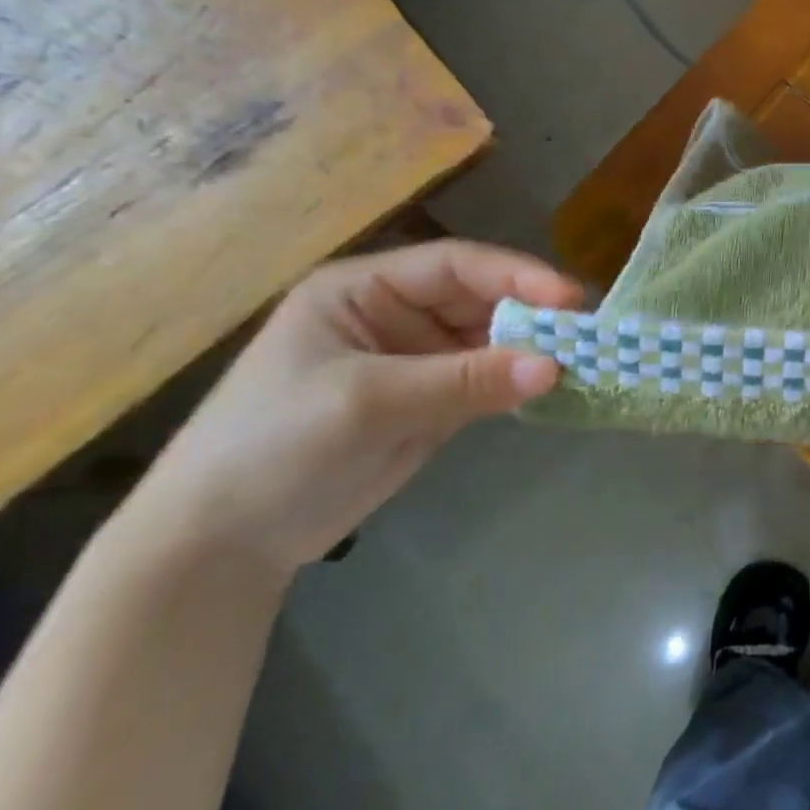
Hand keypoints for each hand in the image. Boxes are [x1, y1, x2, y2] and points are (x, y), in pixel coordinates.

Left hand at [130, 240, 582, 573]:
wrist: (220, 544)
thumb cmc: (273, 446)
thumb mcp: (367, 403)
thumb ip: (464, 381)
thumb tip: (556, 367)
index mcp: (365, 289)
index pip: (457, 266)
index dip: (515, 275)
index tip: (569, 298)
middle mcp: (398, 315)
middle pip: (482, 300)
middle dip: (532, 315)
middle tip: (589, 334)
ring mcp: (417, 359)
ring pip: (493, 341)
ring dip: (533, 350)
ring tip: (585, 361)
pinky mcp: (432, 401)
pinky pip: (489, 381)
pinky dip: (521, 384)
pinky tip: (555, 388)